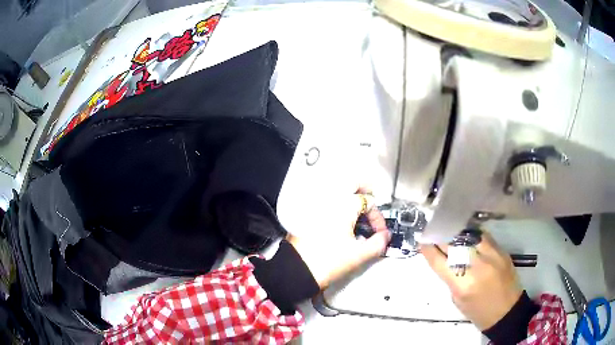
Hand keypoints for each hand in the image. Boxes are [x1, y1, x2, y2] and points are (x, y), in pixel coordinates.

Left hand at [286, 188, 390, 288]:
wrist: (297, 271)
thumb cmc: (326, 262)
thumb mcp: (358, 255)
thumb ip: (378, 244)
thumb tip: (385, 236)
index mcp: (343, 205)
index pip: (368, 202)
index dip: (378, 217)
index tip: (379, 233)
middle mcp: (328, 199)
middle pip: (350, 184)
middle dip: (364, 191)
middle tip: (370, 204)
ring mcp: (315, 205)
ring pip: (337, 192)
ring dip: (350, 198)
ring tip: (357, 217)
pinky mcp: (306, 213)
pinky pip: (325, 201)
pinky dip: (336, 206)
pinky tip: (341, 222)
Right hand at [421, 232, 521, 329]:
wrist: (506, 310)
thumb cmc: (478, 311)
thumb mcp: (457, 299)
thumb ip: (451, 277)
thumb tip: (443, 259)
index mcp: (462, 284)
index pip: (439, 260)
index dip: (428, 248)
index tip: (422, 240)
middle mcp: (477, 266)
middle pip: (454, 243)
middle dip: (441, 236)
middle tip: (435, 230)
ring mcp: (492, 255)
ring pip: (470, 234)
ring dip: (457, 232)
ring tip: (450, 229)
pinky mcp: (501, 250)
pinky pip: (483, 236)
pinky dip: (473, 235)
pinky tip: (468, 235)